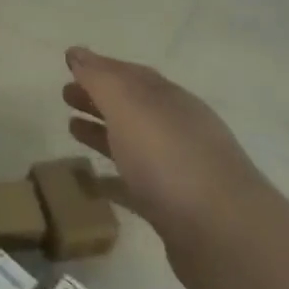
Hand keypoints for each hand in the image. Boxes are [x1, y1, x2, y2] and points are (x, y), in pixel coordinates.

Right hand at [62, 46, 278, 288]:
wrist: (224, 236)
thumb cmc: (170, 158)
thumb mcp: (129, 106)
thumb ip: (100, 79)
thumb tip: (77, 53)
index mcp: (170, 100)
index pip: (131, 74)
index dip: (99, 67)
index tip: (69, 63)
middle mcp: (177, 129)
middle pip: (131, 107)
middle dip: (99, 98)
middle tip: (64, 95)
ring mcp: (178, 170)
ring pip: (132, 143)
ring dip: (103, 133)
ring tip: (71, 129)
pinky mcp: (174, 209)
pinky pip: (135, 185)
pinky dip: (112, 179)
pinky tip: (92, 182)